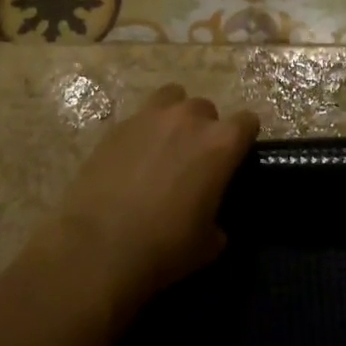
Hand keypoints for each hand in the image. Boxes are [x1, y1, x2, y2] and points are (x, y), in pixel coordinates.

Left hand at [47, 83, 259, 320]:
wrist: (98, 248)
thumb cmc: (164, 247)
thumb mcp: (208, 243)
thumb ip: (218, 219)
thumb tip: (213, 222)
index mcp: (220, 143)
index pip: (247, 122)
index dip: (244, 139)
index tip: (236, 158)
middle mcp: (189, 119)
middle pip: (206, 108)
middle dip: (205, 129)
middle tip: (194, 160)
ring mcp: (149, 117)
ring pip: (171, 97)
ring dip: (174, 117)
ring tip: (164, 145)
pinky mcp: (116, 127)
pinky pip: (139, 118)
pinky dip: (142, 132)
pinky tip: (133, 159)